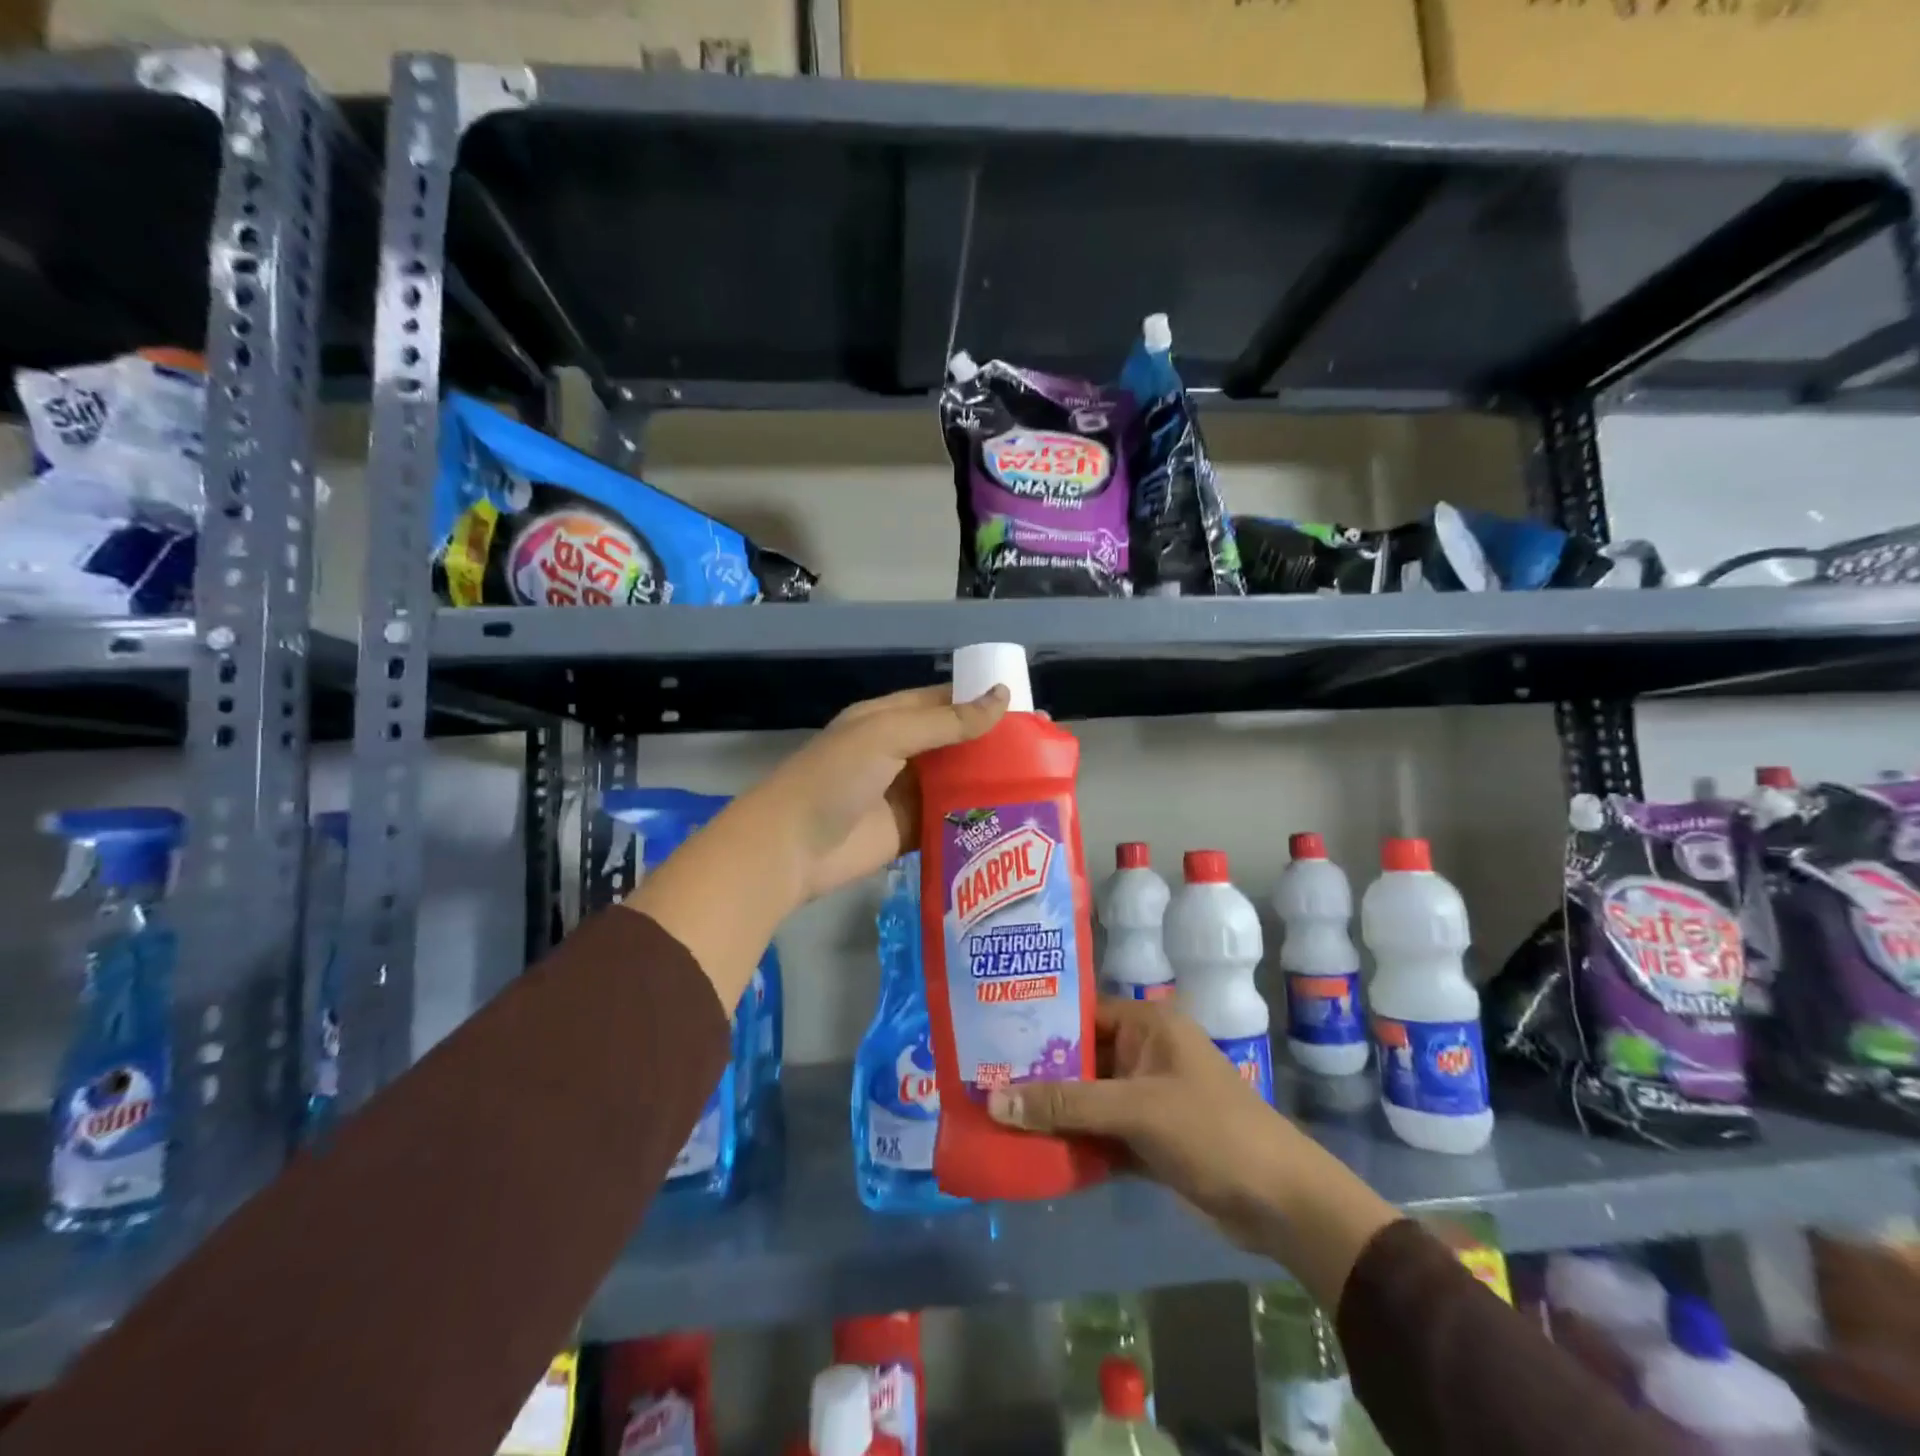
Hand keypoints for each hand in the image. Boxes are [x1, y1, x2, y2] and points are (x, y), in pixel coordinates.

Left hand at [626, 684, 1006, 1013]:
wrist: (791, 848)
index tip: (1026, 708)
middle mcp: (899, 753)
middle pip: (954, 743)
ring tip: (1039, 783)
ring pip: (956, 782)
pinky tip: (1012, 818)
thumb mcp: (888, 736)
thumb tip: (1002, 698)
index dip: (981, 701)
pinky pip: (949, 819)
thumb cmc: (834, 778)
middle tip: (1043, 749)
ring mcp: (905, 794)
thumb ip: (945, 722)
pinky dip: (975, 818)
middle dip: (992, 744)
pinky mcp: (909, 831)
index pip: (943, 702)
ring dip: (988, 782)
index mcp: (889, 719)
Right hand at [986, 998, 1399, 1307]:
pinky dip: (1073, 1142)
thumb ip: (1067, 1104)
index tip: (990, 1036)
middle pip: (1080, 1058)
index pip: (1081, 1012)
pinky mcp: (1147, 1138)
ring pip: (1086, 1098)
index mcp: (1148, 1026)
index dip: (1039, 1023)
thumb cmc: (1211, 1132)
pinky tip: (1032, 1153)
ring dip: (1051, 1112)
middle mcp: (1144, 1053)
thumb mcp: (1137, 1110)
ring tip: (995, 1117)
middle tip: (981, 1080)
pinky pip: (1099, 1132)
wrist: (1281, 1205)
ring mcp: (1146, 1098)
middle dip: (1037, 1074)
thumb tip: (994, 1101)